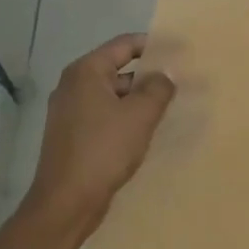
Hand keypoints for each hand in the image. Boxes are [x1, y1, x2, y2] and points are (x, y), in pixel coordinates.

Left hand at [24, 34, 174, 245]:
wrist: (66, 203)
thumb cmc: (104, 150)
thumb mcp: (140, 115)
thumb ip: (158, 88)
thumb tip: (164, 75)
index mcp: (86, 72)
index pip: (125, 45)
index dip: (155, 45)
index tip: (181, 52)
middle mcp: (73, 85)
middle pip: (118, 68)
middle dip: (149, 75)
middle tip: (180, 82)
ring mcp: (69, 111)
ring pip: (113, 94)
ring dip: (139, 99)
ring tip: (168, 107)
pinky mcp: (72, 134)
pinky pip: (105, 114)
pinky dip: (125, 116)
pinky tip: (145, 130)